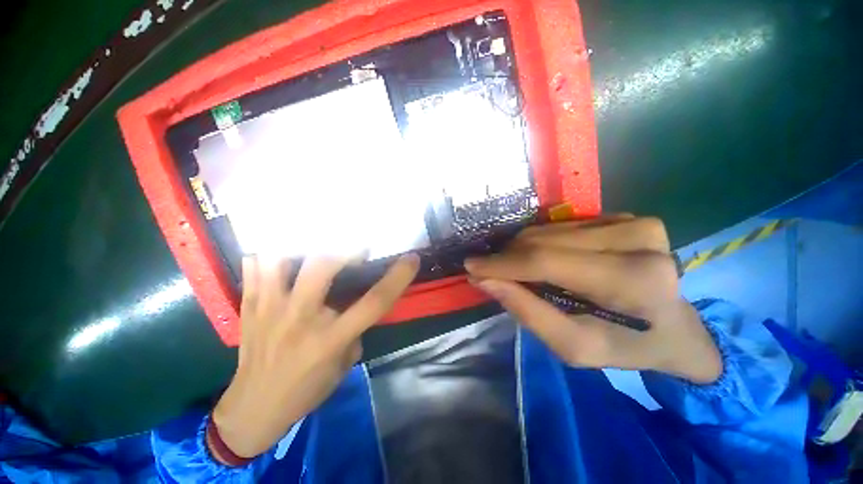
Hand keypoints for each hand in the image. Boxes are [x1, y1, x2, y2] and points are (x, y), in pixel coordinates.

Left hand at [211, 254, 418, 459]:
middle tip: (358, 248)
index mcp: (330, 339)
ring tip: (317, 245)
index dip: (398, 277)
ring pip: (280, 259)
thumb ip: (355, 328)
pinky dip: (268, 254)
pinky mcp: (249, 307)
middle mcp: (300, 319)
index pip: (374, 302)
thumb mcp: (344, 364)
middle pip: (323, 267)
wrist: (252, 410)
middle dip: (346, 248)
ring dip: (302, 246)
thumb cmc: (306, 391)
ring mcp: (269, 310)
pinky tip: (282, 255)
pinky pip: (254, 268)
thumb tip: (359, 300)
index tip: (412, 259)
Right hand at [465, 216, 721, 383]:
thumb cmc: (625, 345)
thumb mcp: (573, 346)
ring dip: (523, 250)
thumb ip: (528, 312)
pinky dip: (543, 242)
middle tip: (491, 272)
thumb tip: (485, 280)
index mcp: (632, 282)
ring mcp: (635, 222)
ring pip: (549, 229)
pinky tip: (544, 260)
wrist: (674, 328)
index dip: (503, 263)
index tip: (471, 265)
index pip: (547, 261)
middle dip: (509, 257)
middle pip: (545, 240)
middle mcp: (638, 240)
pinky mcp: (626, 217)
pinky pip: (563, 226)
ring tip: (517, 270)